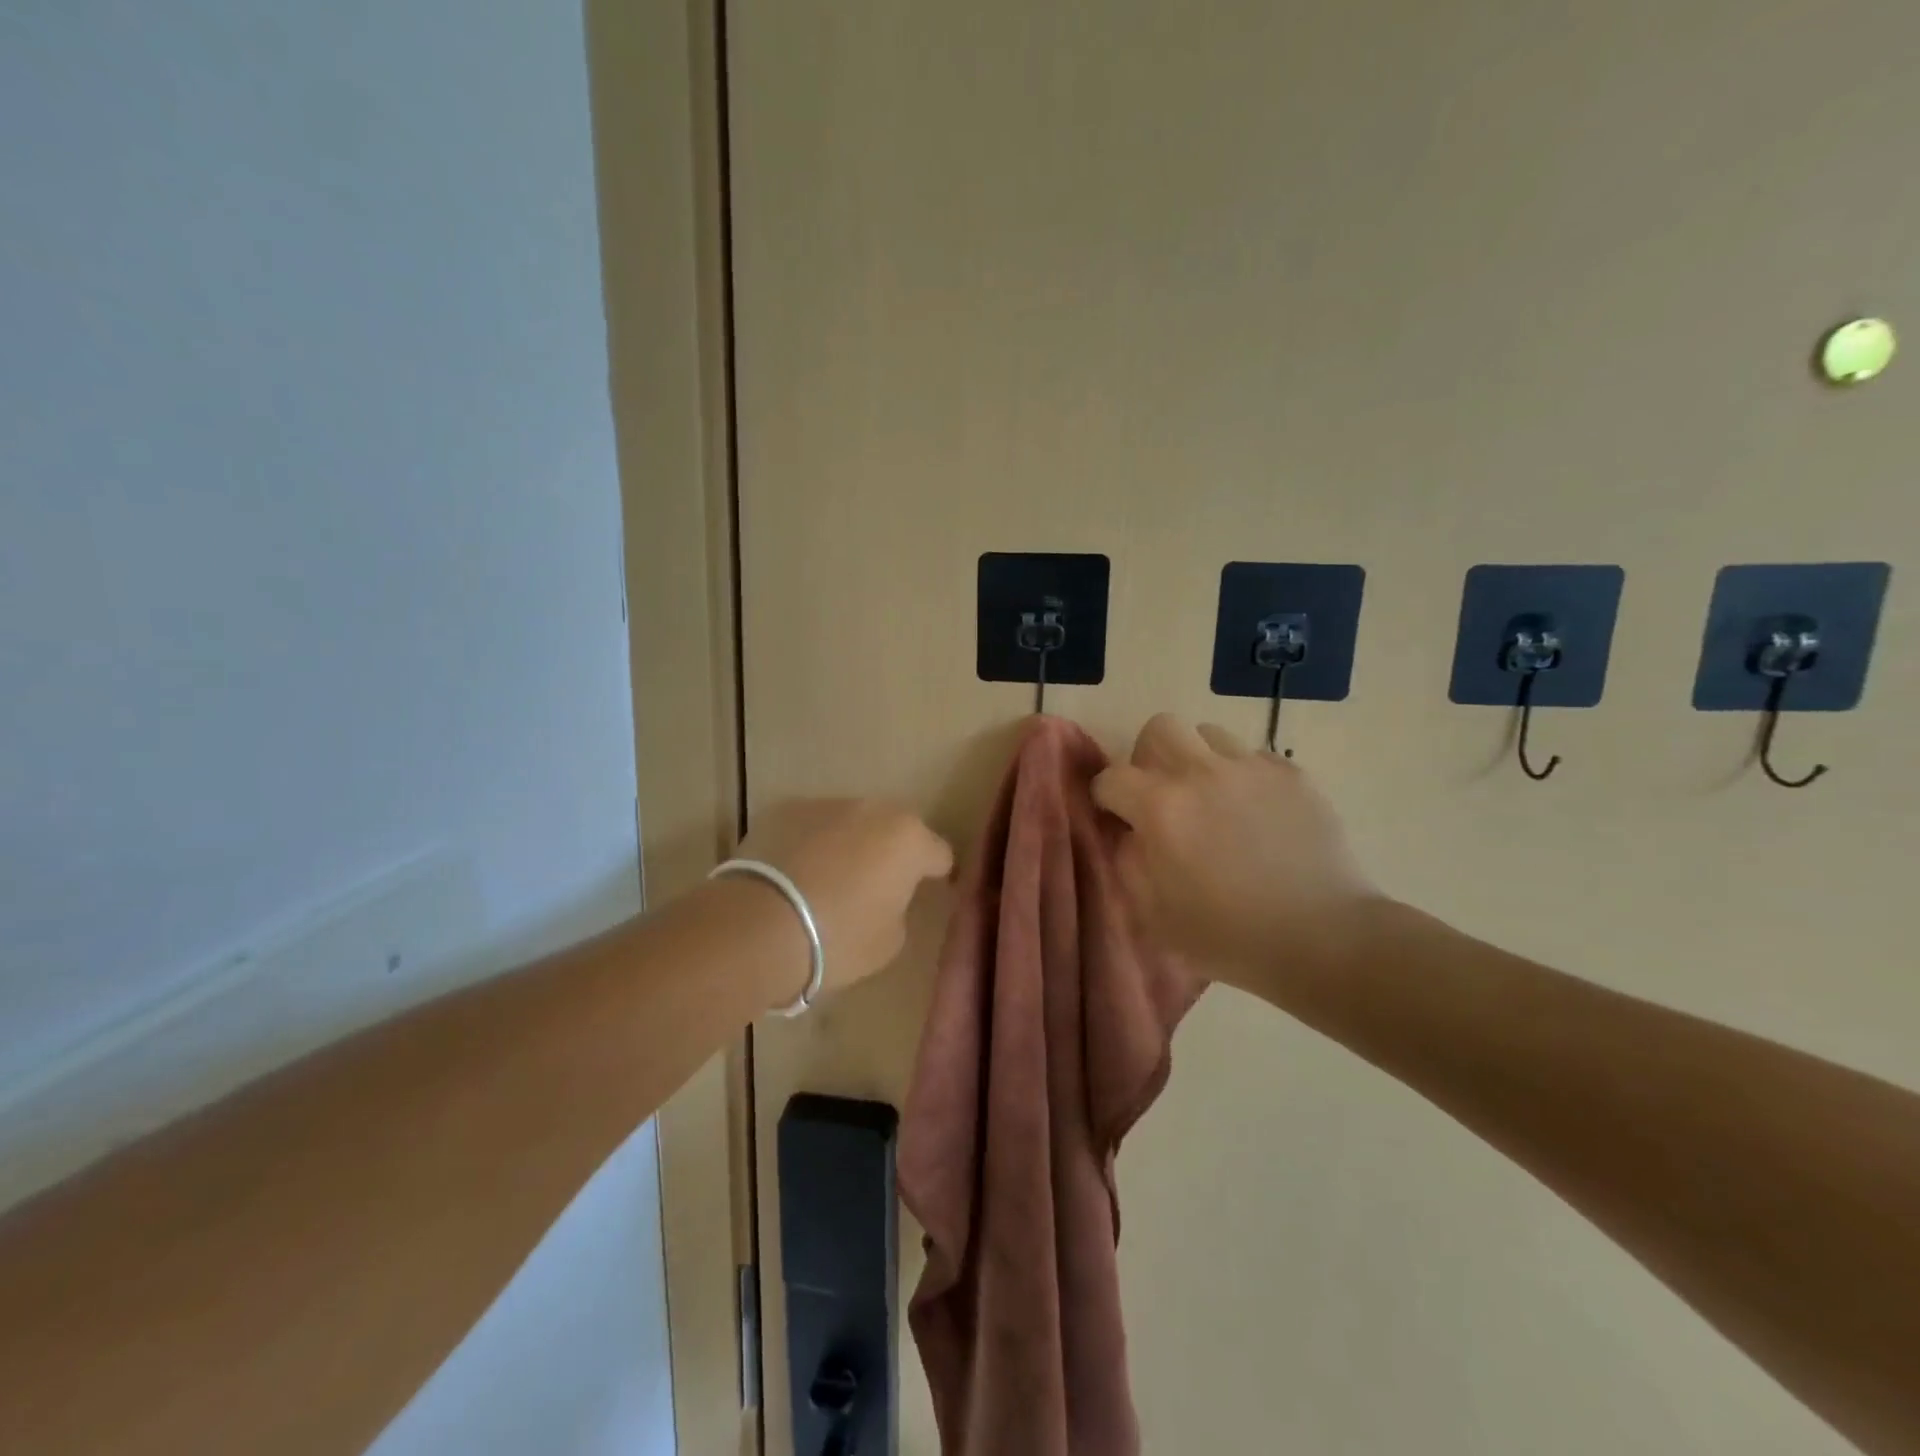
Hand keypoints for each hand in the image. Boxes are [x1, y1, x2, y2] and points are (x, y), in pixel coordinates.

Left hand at [735, 798, 953, 1001]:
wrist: (759, 926)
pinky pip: (808, 828)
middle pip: (892, 829)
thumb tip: (885, 895)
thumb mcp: (889, 940)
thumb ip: (899, 907)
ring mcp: (825, 804)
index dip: (937, 875)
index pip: (939, 854)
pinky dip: (808, 845)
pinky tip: (792, 876)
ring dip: (847, 845)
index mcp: (909, 839)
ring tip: (827, 881)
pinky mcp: (783, 809)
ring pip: (848, 824)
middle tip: (876, 886)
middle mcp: (872, 809)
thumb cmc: (838, 938)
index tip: (928, 893)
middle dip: (889, 852)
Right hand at [1092, 715, 1380, 991]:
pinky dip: (1243, 776)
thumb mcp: (1154, 915)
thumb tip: (1129, 834)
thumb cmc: (1229, 936)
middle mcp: (1201, 773)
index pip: (1111, 777)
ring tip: (1211, 797)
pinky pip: (1253, 757)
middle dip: (1149, 756)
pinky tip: (1255, 813)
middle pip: (1160, 728)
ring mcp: (1251, 768)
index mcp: (1160, 807)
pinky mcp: (1292, 775)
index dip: (1106, 798)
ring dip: (1198, 759)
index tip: (1117, 819)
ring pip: (1208, 733)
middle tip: (1161, 793)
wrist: (1322, 938)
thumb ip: (1128, 864)